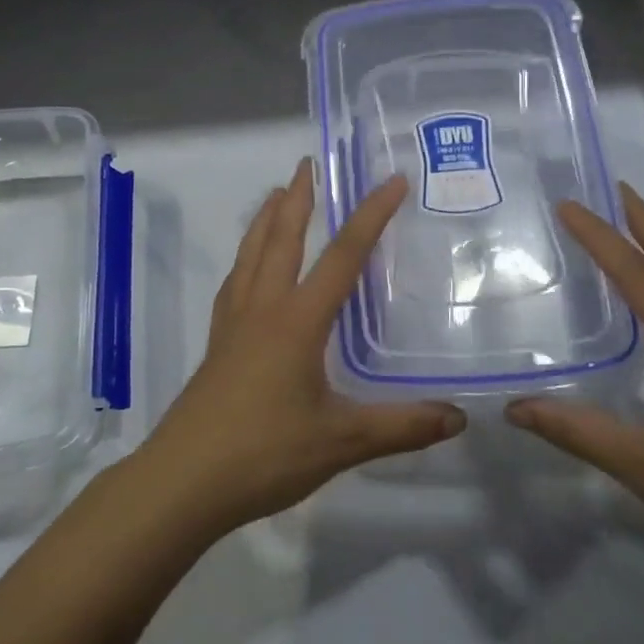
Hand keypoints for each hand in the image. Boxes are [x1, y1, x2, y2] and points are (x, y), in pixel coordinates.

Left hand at [139, 160, 466, 533]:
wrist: (183, 480)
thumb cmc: (264, 453)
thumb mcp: (341, 441)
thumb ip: (401, 427)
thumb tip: (459, 417)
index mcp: (297, 320)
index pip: (342, 256)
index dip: (370, 216)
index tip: (392, 181)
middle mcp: (262, 308)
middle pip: (281, 239)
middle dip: (299, 198)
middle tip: (308, 163)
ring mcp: (233, 324)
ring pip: (250, 255)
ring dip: (265, 220)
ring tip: (276, 195)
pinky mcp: (216, 344)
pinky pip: (234, 283)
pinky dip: (246, 259)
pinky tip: (248, 268)